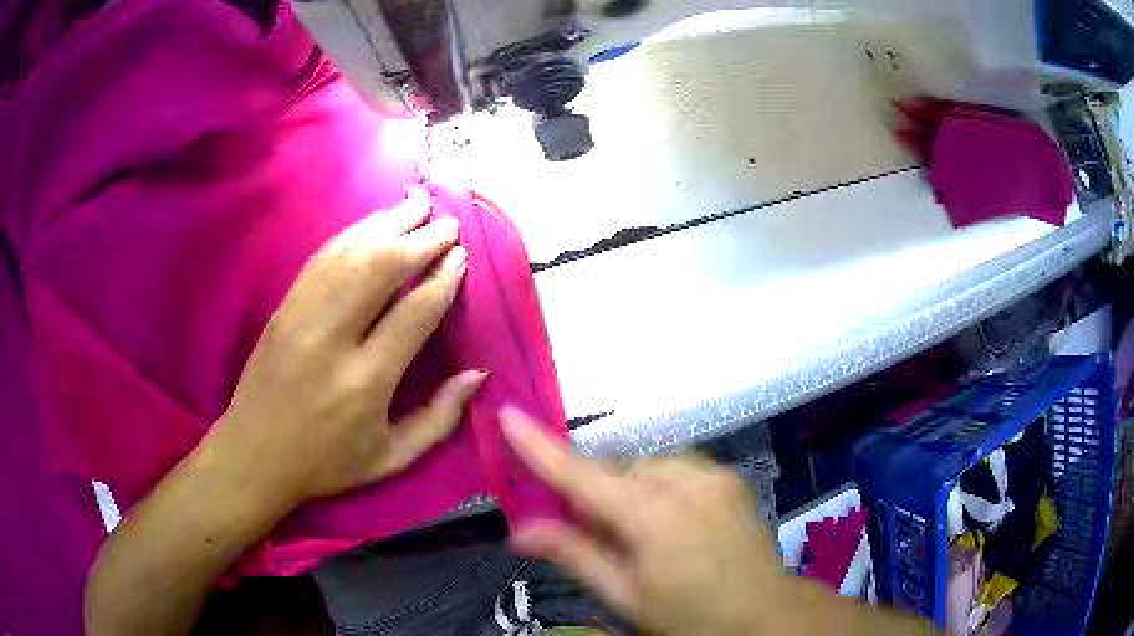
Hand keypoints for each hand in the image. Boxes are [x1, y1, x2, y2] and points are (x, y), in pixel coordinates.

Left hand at [211, 188, 484, 506]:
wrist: (254, 455)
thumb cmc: (327, 463)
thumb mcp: (392, 459)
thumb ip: (439, 418)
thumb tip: (477, 373)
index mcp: (365, 382)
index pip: (413, 313)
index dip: (442, 280)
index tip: (461, 258)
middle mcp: (332, 340)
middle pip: (380, 270)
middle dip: (419, 240)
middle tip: (447, 222)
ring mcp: (301, 317)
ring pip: (349, 255)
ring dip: (386, 224)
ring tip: (416, 204)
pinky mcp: (283, 308)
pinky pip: (321, 259)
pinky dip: (351, 234)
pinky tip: (372, 222)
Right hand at [501, 408, 783, 635]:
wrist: (764, 612)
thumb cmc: (689, 615)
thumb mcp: (625, 596)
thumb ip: (574, 555)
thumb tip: (518, 531)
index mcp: (653, 517)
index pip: (583, 476)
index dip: (541, 447)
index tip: (508, 415)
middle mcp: (685, 482)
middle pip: (615, 470)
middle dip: (593, 492)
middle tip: (589, 530)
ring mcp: (713, 474)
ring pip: (645, 466)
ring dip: (627, 489)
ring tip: (636, 532)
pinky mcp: (729, 476)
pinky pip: (675, 468)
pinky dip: (657, 486)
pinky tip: (668, 520)